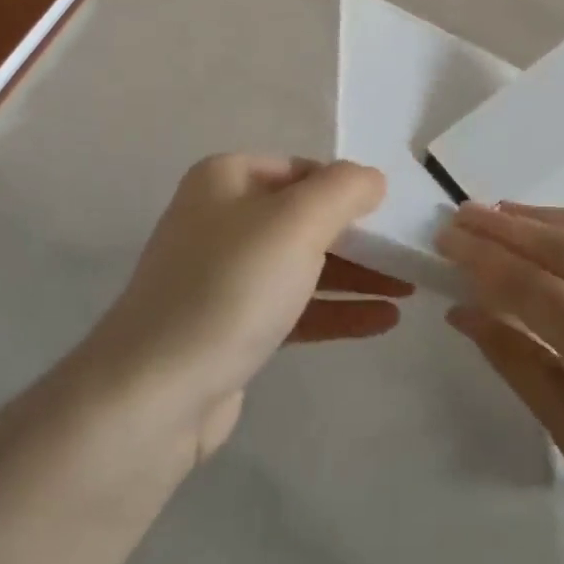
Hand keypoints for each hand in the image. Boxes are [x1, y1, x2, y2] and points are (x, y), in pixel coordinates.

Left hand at [86, 155, 392, 456]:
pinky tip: (381, 321)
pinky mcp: (230, 326)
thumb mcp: (298, 221)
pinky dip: (335, 309)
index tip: (392, 214)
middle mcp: (221, 219)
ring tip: (408, 290)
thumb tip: (372, 180)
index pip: (303, 170)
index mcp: (226, 179)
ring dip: (356, 275)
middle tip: (408, 255)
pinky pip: (293, 306)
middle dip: (360, 237)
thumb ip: (345, 188)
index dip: (349, 188)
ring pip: (303, 264)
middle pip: (305, 218)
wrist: (155, 394)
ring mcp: (222, 275)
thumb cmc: (231, 287)